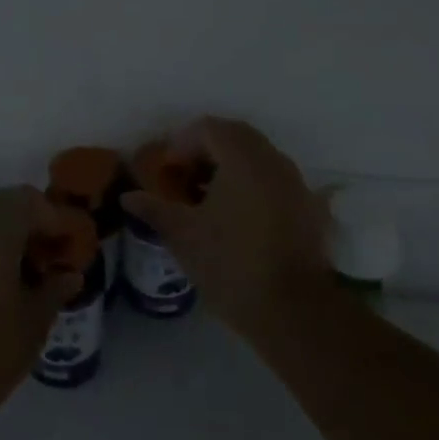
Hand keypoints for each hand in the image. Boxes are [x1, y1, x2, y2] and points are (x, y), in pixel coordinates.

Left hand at [0, 186, 81, 435]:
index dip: (54, 219)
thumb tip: (70, 275)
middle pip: (2, 206)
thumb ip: (54, 290)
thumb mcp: (33, 325)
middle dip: (29, 225)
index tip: (68, 248)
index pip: (30, 201)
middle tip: (47, 260)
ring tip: (20, 279)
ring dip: (3, 239)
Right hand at [122, 118, 332, 338]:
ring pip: (258, 157)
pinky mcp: (310, 208)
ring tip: (210, 200)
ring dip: (231, 167)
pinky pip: (275, 180)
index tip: (168, 170)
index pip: (208, 128)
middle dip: (207, 151)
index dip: (182, 143)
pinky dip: (254, 185)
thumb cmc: (231, 264)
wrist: (295, 311)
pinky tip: (240, 218)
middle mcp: (272, 160)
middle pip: (236, 136)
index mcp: (241, 157)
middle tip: (186, 179)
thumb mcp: (184, 236)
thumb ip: (154, 209)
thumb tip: (128, 196)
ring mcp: (296, 182)